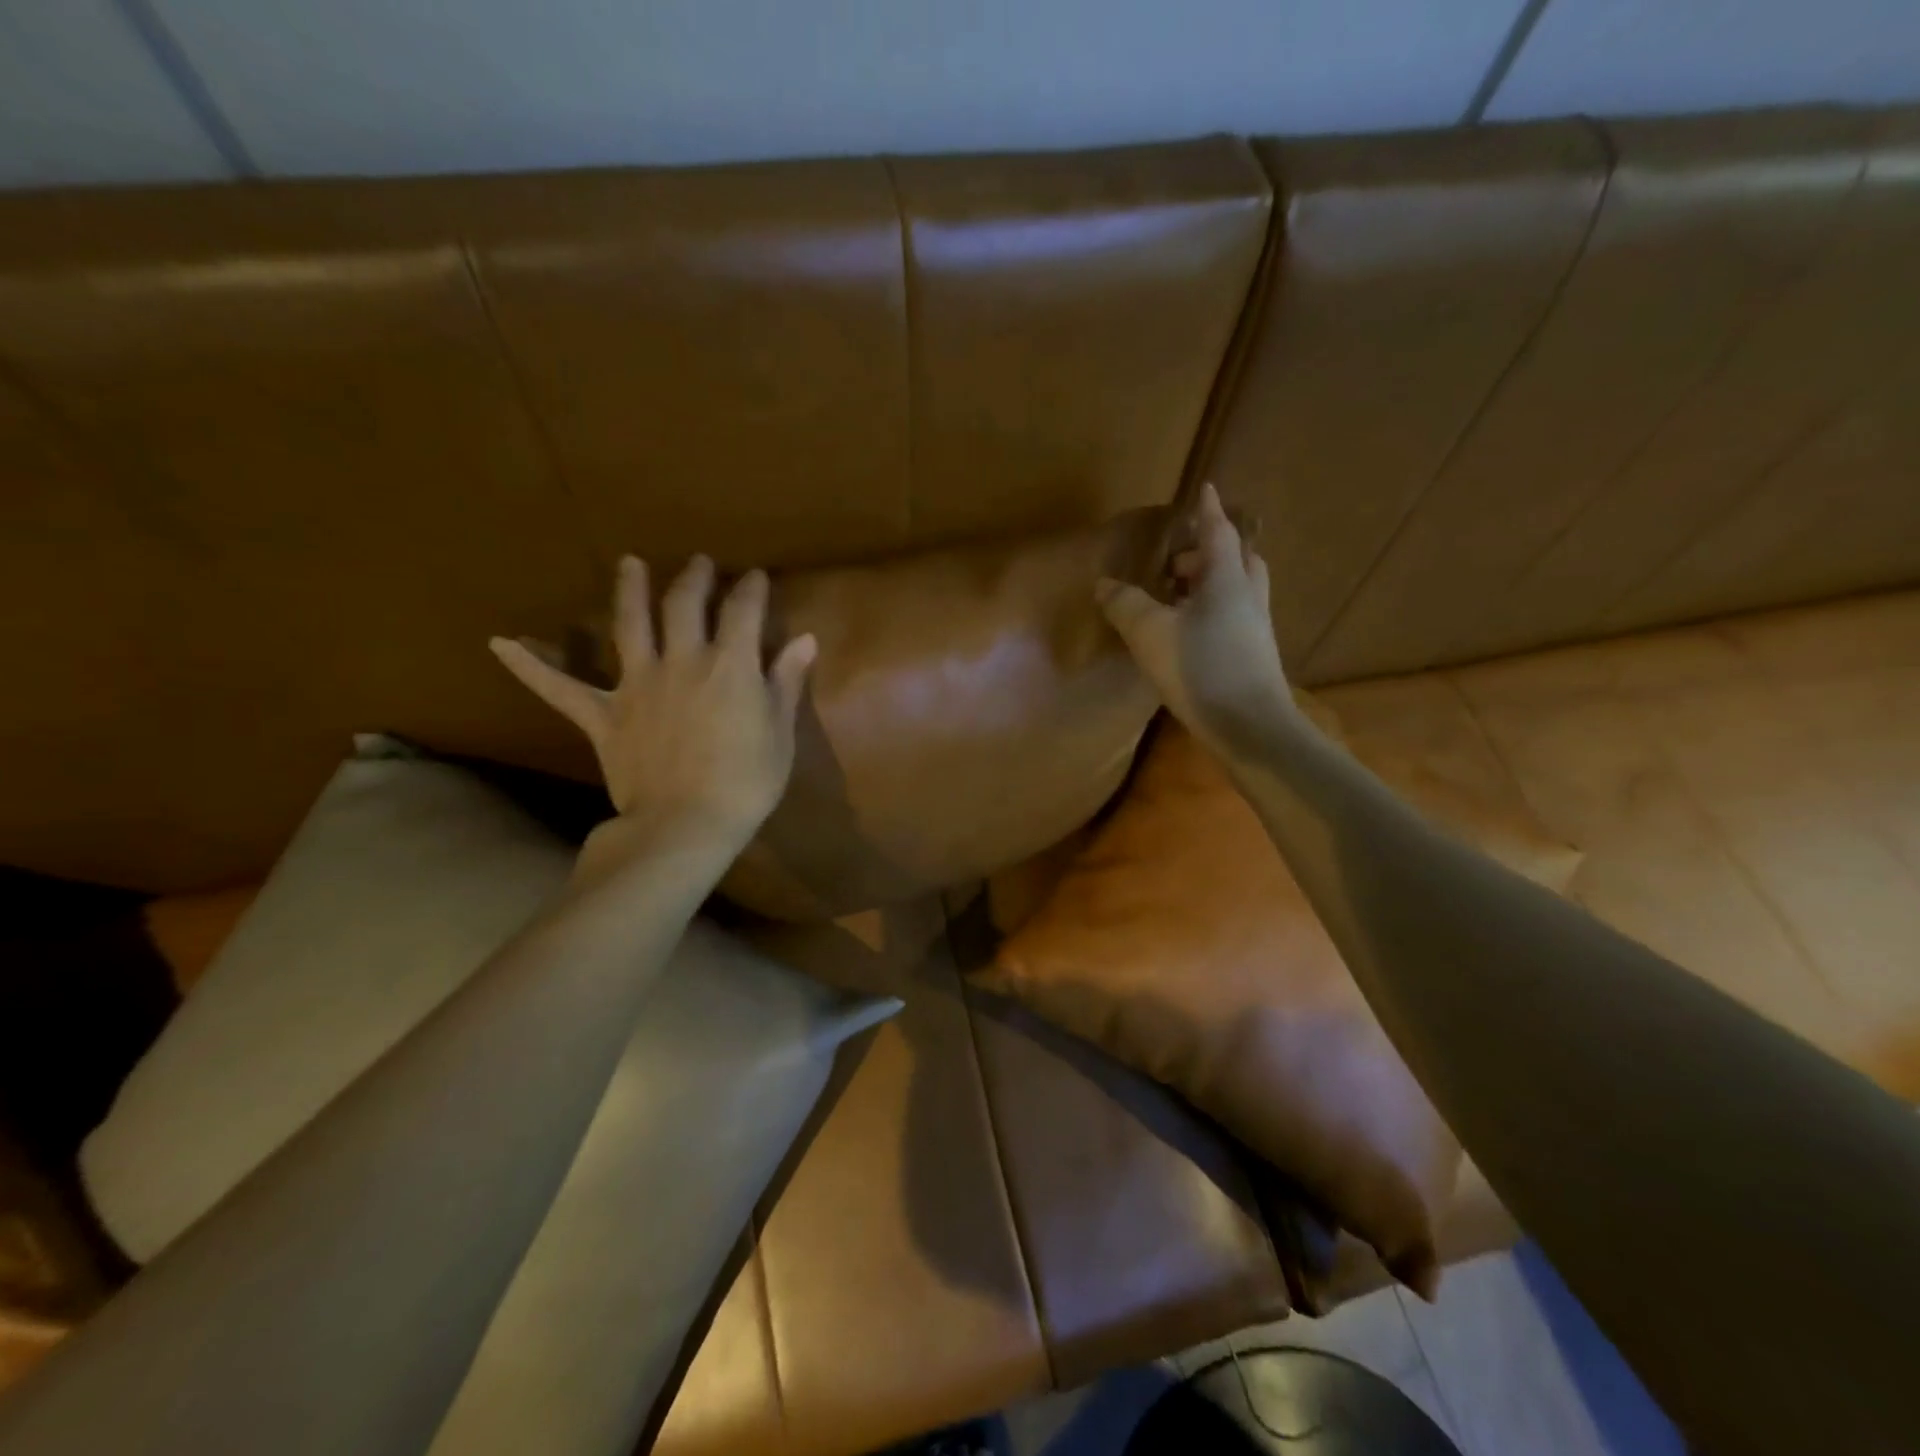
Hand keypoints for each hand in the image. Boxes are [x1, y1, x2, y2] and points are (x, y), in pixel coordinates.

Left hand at [492, 555, 815, 857]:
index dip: (751, 588)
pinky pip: (559, 688)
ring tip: (629, 563)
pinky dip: (530, 666)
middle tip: (699, 563)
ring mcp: (637, 684)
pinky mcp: (603, 714)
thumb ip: (786, 682)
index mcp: (730, 665)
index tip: (755, 576)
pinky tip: (500, 644)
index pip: (743, 611)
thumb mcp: (780, 733)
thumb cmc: (746, 783)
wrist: (686, 825)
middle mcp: (682, 660)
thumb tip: (805, 640)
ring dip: (629, 590)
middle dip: (694, 577)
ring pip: (629, 624)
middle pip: (684, 604)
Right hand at [1095, 484, 1293, 755]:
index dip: (1208, 510)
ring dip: (1210, 584)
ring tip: (1178, 599)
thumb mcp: (1150, 633)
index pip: (1218, 531)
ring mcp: (1256, 627)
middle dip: (1208, 552)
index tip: (1207, 488)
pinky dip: (1212, 611)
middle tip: (1177, 564)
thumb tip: (1104, 584)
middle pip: (1235, 559)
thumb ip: (1125, 605)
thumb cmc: (1200, 669)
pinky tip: (1189, 635)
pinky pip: (1233, 616)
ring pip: (1237, 589)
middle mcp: (1248, 595)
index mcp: (1226, 578)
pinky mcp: (1254, 655)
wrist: (1251, 727)